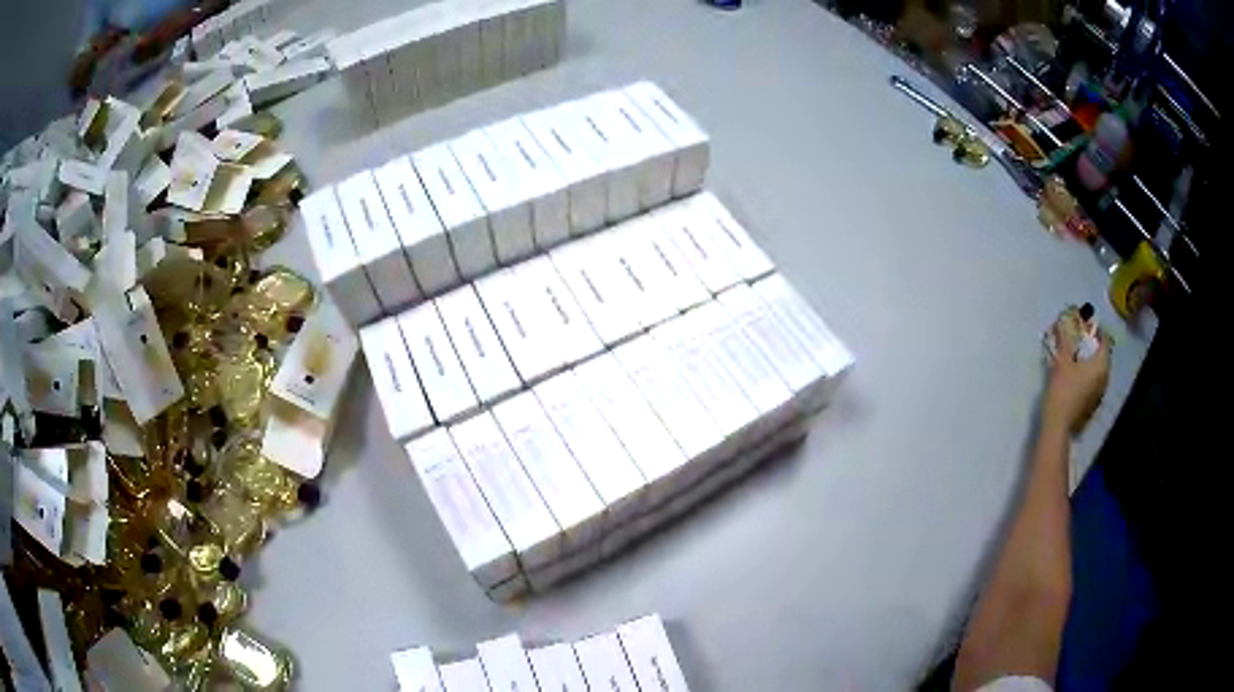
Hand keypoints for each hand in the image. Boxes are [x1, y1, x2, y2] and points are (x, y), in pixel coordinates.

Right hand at [1042, 324, 1110, 435]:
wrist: (1058, 424)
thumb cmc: (1063, 390)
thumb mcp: (1062, 361)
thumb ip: (1064, 341)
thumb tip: (1062, 322)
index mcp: (1101, 364)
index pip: (1105, 340)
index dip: (1097, 330)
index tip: (1086, 325)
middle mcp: (1105, 377)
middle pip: (1103, 355)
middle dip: (1094, 346)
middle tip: (1081, 340)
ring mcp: (1100, 392)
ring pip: (1099, 370)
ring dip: (1091, 361)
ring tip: (1079, 357)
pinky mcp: (1094, 402)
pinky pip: (1095, 381)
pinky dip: (1089, 374)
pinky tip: (1078, 375)